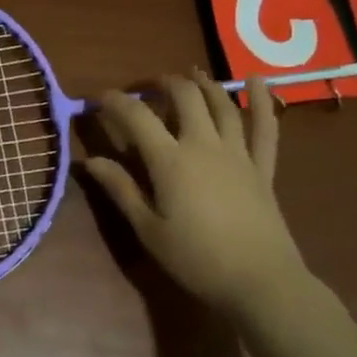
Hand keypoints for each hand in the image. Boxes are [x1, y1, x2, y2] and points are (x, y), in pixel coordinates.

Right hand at [81, 72, 305, 314]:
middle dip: (161, 83)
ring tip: (188, 75)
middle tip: (145, 88)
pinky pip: (266, 126)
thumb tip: (89, 160)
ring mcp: (238, 153)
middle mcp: (204, 145)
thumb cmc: (195, 258)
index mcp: (170, 160)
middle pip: (184, 97)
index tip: (96, 98)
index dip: (114, 102)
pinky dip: (262, 100)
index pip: (137, 117)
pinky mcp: (262, 166)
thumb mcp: (148, 228)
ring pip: (221, 104)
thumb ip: (120, 189)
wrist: (259, 281)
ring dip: (202, 83)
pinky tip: (257, 79)